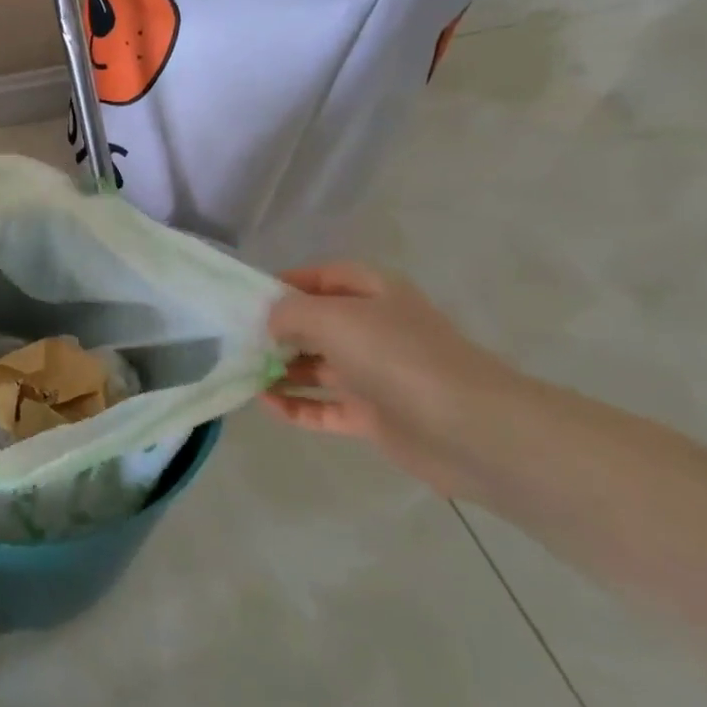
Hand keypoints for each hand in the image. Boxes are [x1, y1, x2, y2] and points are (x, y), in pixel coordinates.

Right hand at [263, 263, 520, 497]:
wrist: (471, 429)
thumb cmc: (398, 356)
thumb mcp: (334, 317)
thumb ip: (290, 312)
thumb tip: (269, 322)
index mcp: (374, 294)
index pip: (323, 277)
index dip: (287, 282)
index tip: (247, 299)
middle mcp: (374, 329)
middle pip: (317, 323)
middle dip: (277, 330)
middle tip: (236, 340)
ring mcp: (375, 374)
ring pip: (317, 366)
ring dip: (281, 370)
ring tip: (240, 373)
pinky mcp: (374, 415)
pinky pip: (324, 407)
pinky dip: (296, 406)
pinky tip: (265, 405)